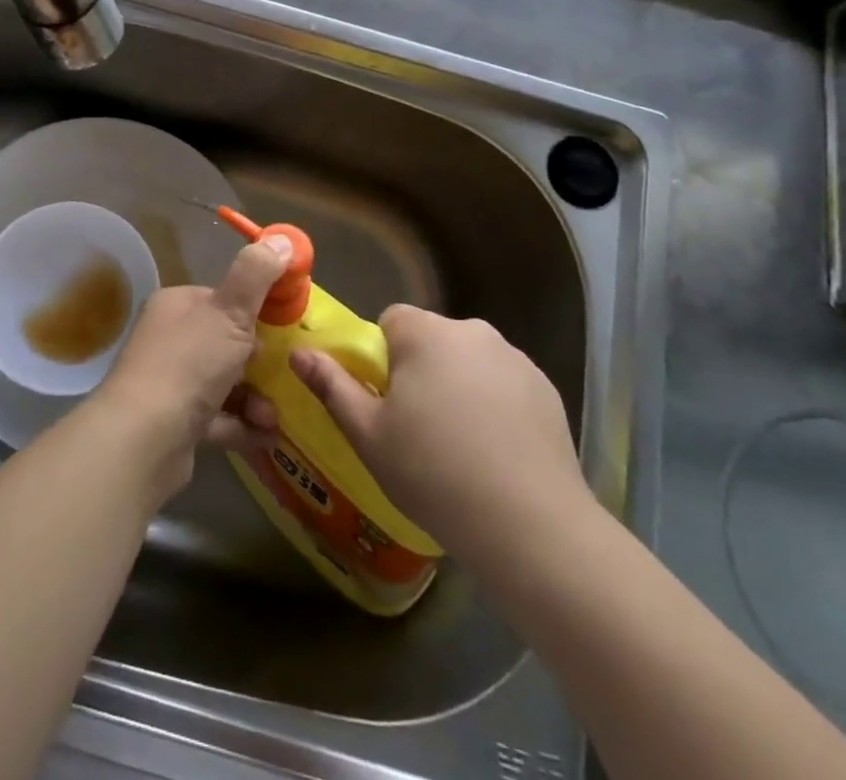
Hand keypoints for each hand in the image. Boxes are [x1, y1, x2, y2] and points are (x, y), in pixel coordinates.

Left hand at [91, 237, 290, 496]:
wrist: (143, 439)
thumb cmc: (189, 363)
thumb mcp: (230, 310)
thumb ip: (257, 274)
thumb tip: (282, 239)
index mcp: (176, 306)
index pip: (220, 299)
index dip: (252, 310)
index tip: (282, 326)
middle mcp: (167, 341)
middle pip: (223, 343)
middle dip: (258, 361)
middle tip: (285, 374)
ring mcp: (168, 385)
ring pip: (222, 384)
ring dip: (254, 398)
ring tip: (273, 415)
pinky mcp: (173, 426)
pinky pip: (217, 420)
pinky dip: (242, 426)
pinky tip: (266, 435)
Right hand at [290, 305, 593, 557]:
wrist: (530, 525)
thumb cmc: (433, 472)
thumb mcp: (368, 434)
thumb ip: (331, 385)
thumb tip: (298, 353)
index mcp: (426, 333)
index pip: (392, 321)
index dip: (382, 358)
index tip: (386, 402)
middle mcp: (472, 331)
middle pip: (432, 340)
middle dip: (421, 371)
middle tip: (417, 429)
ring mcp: (516, 359)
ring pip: (469, 362)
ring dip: (459, 386)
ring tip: (460, 447)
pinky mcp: (547, 389)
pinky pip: (504, 385)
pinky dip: (495, 405)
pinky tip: (497, 453)